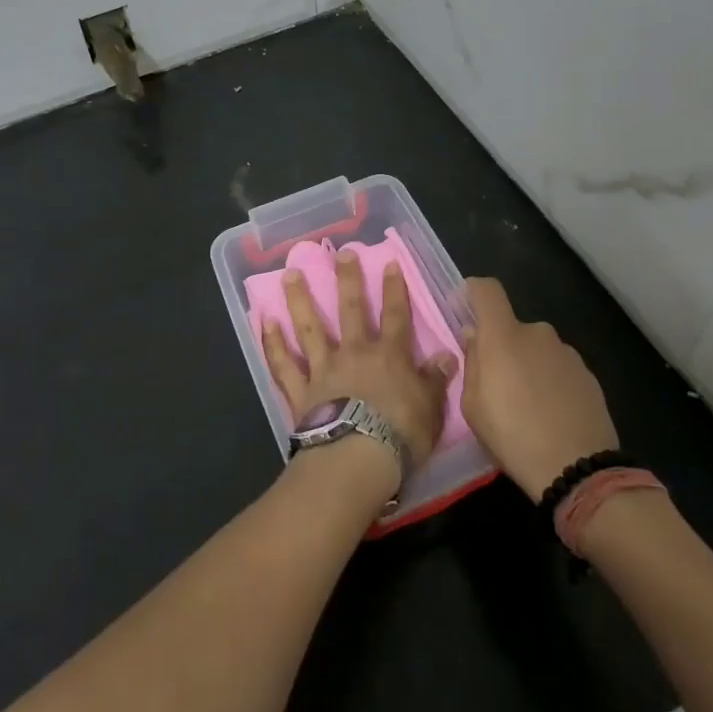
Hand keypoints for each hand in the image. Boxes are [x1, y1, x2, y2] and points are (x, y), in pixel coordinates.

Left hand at [260, 252, 456, 478]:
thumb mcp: (430, 409)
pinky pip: (283, 365)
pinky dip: (273, 344)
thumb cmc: (400, 435)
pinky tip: (265, 322)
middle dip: (347, 279)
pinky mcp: (301, 391)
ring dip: (299, 299)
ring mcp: (324, 369)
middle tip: (340, 253)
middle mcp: (354, 353)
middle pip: (350, 309)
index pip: (396, 315)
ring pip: (309, 328)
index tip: (389, 263)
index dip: (394, 289)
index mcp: (389, 356)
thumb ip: (435, 380)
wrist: (356, 459)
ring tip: (289, 274)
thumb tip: (447, 356)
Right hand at [459, 277, 620, 502]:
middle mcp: (537, 333)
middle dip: (502, 347)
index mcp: (503, 335)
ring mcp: (566, 352)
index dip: (473, 292)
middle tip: (498, 384)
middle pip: (512, 327)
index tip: (465, 310)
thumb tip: (475, 337)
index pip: (487, 290)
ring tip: (528, 406)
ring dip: (528, 366)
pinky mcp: (588, 374)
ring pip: (537, 349)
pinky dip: (551, 382)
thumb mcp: (473, 407)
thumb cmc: (513, 436)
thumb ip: (472, 363)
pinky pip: (558, 368)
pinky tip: (552, 414)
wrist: (578, 468)